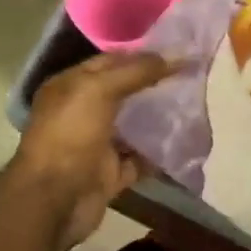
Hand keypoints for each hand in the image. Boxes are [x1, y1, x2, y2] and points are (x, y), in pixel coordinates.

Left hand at [11, 53, 172, 248]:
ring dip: (159, 117)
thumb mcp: (99, 90)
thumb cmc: (70, 135)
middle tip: (191, 75)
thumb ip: (137, 71)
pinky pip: (141, 158)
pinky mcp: (111, 173)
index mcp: (70, 87)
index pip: (110, 62)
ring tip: (193, 103)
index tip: (178, 51)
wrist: (56, 199)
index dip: (142, 55)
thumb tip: (176, 56)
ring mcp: (96, 144)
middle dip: (154, 84)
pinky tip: (185, 139)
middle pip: (124, 92)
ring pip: (134, 125)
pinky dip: (159, 152)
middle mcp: (81, 113)